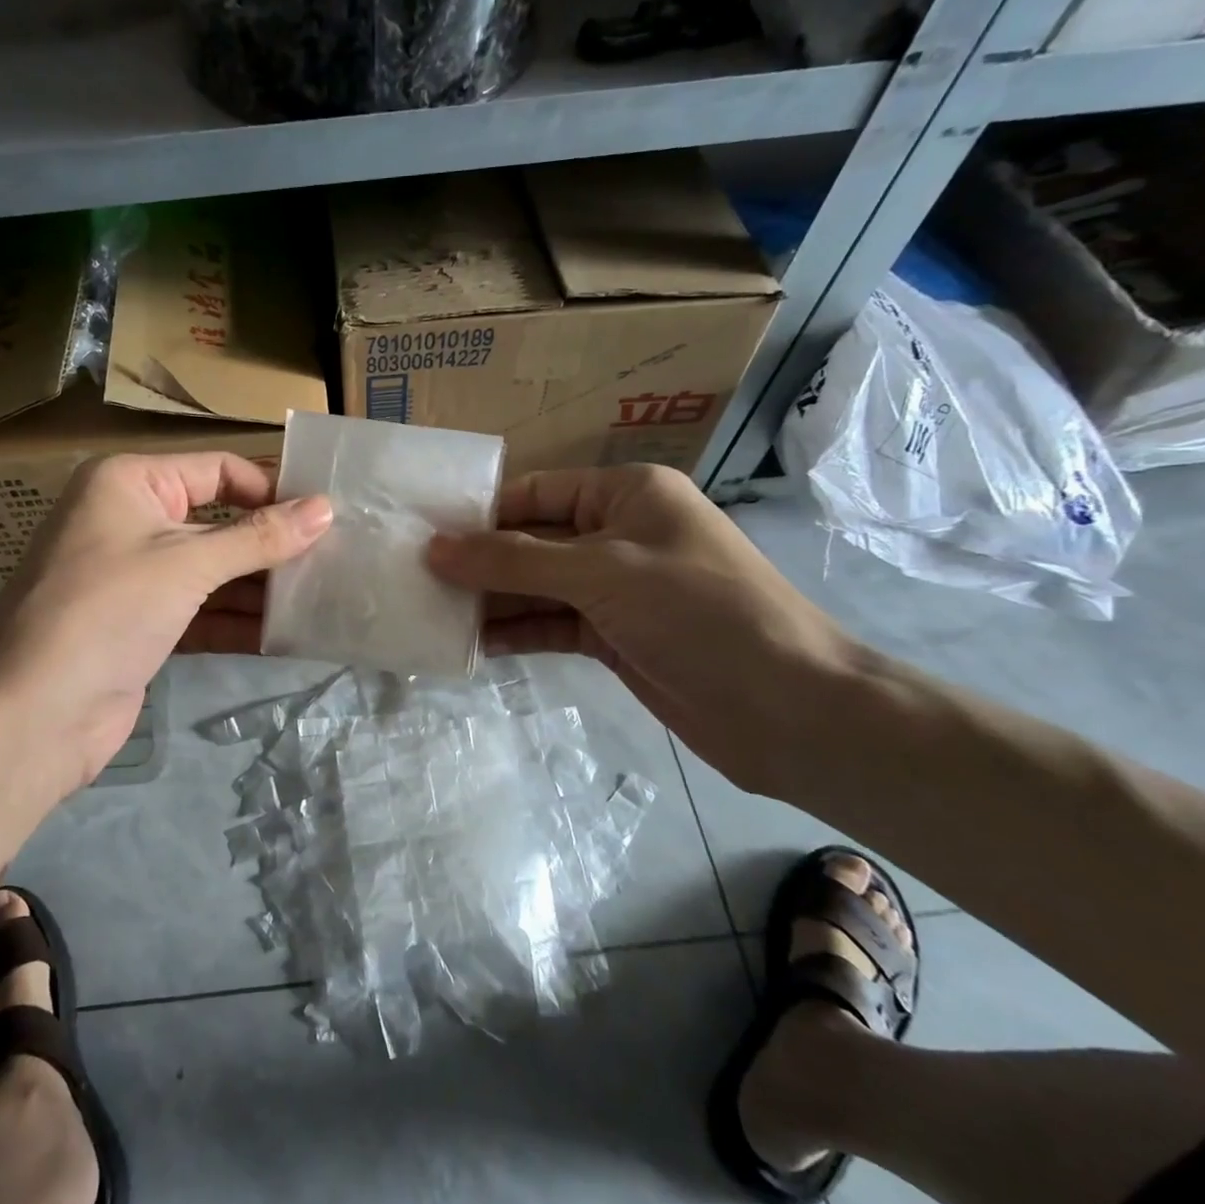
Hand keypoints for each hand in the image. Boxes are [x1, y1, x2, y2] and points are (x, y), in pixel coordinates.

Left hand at [0, 453, 331, 792]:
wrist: (33, 714)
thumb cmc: (106, 611)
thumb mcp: (187, 565)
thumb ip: (259, 538)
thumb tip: (326, 509)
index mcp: (129, 483)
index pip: (217, 470)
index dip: (271, 489)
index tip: (325, 515)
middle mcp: (129, 520)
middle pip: (218, 522)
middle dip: (270, 544)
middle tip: (334, 558)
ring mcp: (134, 576)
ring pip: (212, 571)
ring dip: (259, 587)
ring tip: (321, 597)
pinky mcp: (141, 625)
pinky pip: (201, 611)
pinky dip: (237, 621)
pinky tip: (286, 635)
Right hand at [427, 465, 868, 793]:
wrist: (789, 711)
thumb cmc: (700, 614)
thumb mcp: (601, 573)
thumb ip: (513, 561)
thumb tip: (435, 549)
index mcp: (625, 494)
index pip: (534, 492)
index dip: (478, 513)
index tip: (420, 535)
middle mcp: (617, 533)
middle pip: (530, 541)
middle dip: (478, 561)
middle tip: (414, 579)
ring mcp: (616, 588)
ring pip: (537, 586)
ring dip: (492, 601)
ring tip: (432, 613)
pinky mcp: (614, 635)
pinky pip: (552, 624)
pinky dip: (517, 633)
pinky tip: (474, 645)